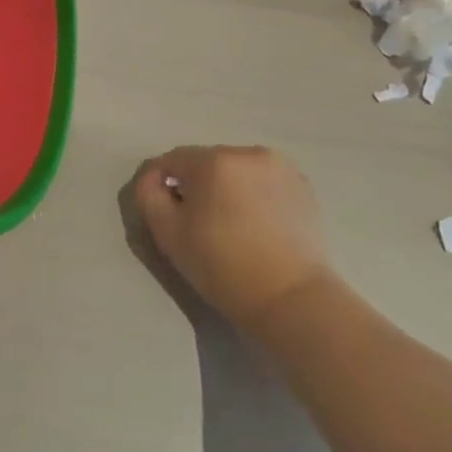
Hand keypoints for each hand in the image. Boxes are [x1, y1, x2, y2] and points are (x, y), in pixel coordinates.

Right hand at [131, 146, 332, 330]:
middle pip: (206, 162)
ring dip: (226, 187)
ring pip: (236, 169)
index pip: (173, 160)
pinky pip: (263, 180)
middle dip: (197, 185)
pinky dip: (254, 194)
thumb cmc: (222, 266)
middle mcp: (248, 153)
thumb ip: (149, 194)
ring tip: (231, 224)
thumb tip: (155, 176)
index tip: (167, 213)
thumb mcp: (167, 233)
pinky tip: (257, 225)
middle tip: (199, 223)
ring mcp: (280, 167)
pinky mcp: (302, 185)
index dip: (163, 183)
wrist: (290, 298)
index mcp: (214, 161)